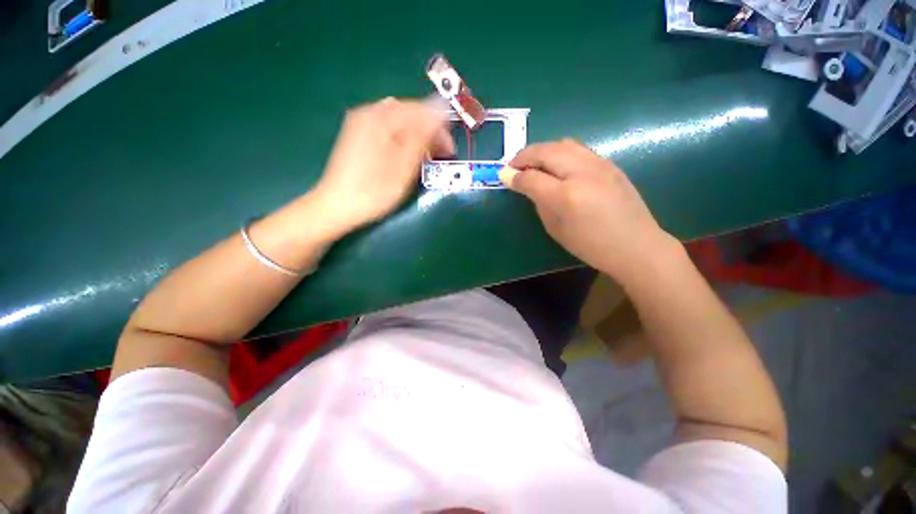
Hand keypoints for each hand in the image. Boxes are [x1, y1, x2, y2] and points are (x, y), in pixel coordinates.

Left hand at [311, 97, 453, 235]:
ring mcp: (360, 123)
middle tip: (440, 155)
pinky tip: (406, 154)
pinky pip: (387, 129)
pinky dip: (402, 139)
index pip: (420, 110)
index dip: (440, 127)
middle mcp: (369, 113)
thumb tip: (440, 109)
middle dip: (429, 131)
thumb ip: (422, 137)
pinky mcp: (357, 135)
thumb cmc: (374, 190)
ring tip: (425, 156)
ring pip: (399, 121)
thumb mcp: (404, 166)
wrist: (336, 206)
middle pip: (409, 112)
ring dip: (417, 135)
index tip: (451, 150)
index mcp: (380, 118)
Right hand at [501, 139, 679, 278]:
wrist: (635, 245)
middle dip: (524, 156)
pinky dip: (560, 152)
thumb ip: (540, 203)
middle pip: (545, 151)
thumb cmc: (591, 245)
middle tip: (514, 166)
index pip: (531, 177)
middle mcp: (581, 174)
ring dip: (542, 150)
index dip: (514, 176)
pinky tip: (557, 165)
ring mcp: (599, 165)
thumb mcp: (556, 230)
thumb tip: (528, 186)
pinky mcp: (609, 164)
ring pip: (562, 144)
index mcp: (566, 196)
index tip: (504, 176)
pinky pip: (578, 149)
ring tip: (534, 163)